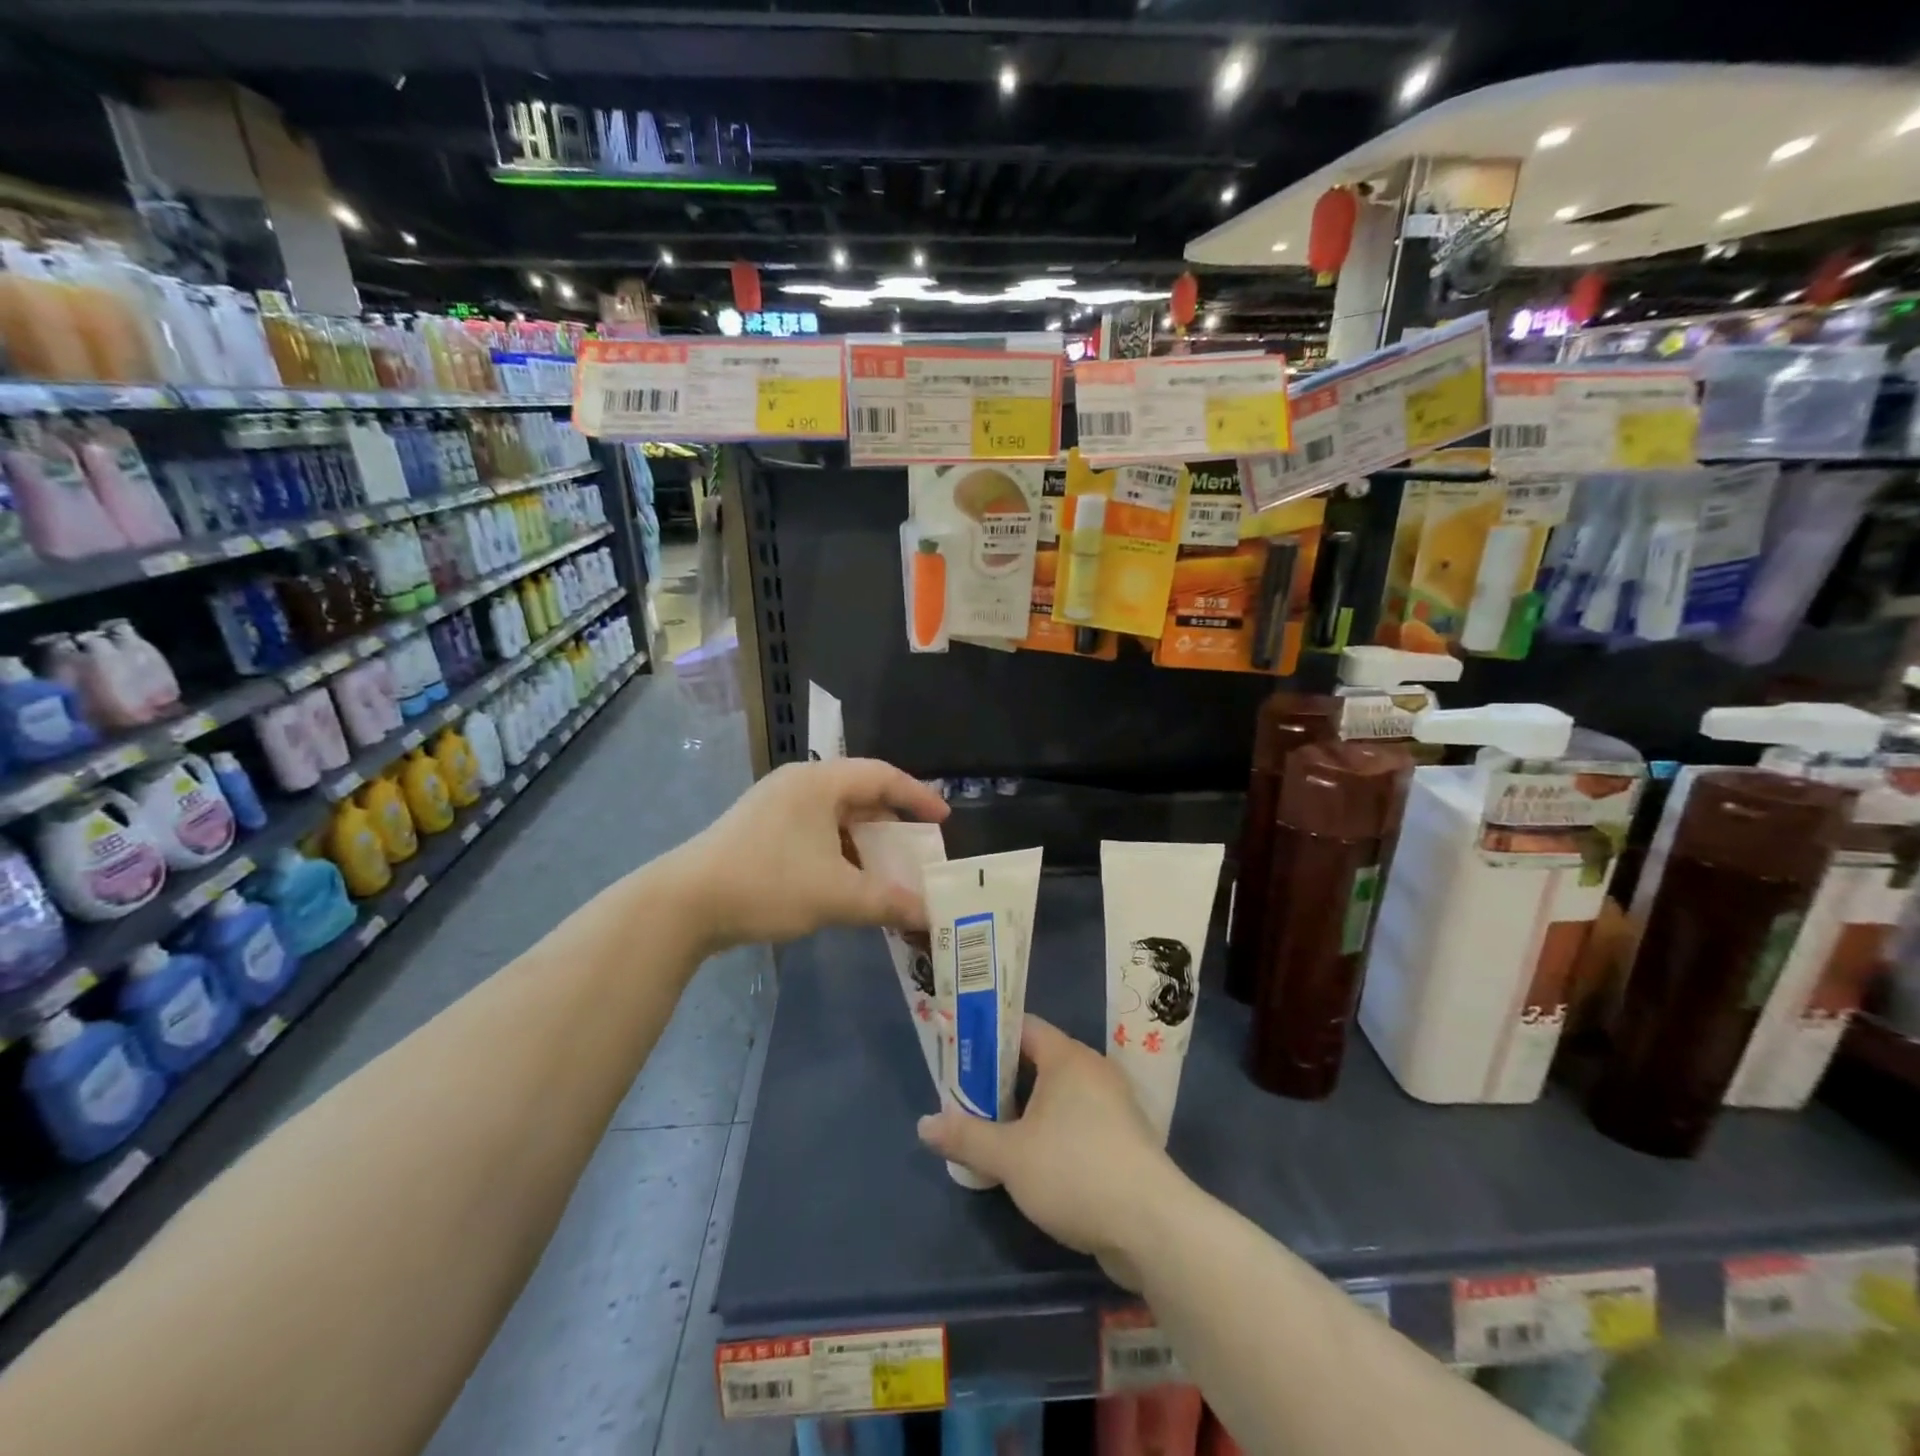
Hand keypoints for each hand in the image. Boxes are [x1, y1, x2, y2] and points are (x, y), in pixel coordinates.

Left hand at [673, 758, 947, 950]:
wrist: (683, 903)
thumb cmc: (767, 884)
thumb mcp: (835, 895)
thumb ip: (887, 901)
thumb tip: (928, 913)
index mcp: (819, 783)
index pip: (882, 776)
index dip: (917, 796)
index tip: (943, 820)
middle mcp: (798, 784)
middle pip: (859, 794)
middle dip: (891, 823)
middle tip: (916, 849)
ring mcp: (774, 806)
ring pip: (834, 816)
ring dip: (864, 842)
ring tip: (885, 870)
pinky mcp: (759, 830)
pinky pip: (814, 831)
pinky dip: (838, 851)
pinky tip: (845, 880)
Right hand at [916, 1016, 1178, 1288]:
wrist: (1153, 1227)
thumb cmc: (1075, 1172)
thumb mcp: (1009, 1156)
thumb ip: (966, 1136)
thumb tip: (923, 1124)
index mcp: (1067, 1057)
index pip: (1022, 1027)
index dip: (988, 1036)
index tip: (959, 1051)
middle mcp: (1092, 1070)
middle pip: (1038, 1060)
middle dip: (1000, 1077)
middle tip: (965, 1094)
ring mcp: (1112, 1104)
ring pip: (1057, 1094)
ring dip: (1025, 1108)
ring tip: (989, 1126)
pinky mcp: (1122, 1139)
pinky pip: (1076, 1119)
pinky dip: (1050, 1129)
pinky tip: (1028, 1157)